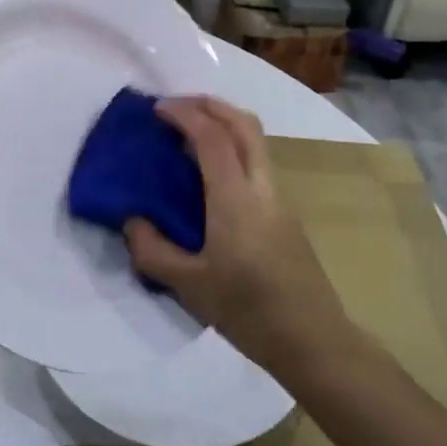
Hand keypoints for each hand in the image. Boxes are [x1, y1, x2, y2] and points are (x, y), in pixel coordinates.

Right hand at [124, 97, 348, 375]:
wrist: (313, 340)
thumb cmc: (249, 311)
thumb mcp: (189, 286)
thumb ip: (153, 250)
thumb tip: (132, 221)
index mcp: (235, 199)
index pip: (212, 137)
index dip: (184, 114)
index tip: (157, 109)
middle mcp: (262, 188)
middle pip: (244, 124)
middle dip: (211, 105)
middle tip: (177, 108)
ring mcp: (280, 200)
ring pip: (256, 143)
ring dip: (225, 125)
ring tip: (190, 138)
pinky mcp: (286, 216)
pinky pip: (257, 166)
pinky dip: (233, 152)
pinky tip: (211, 181)